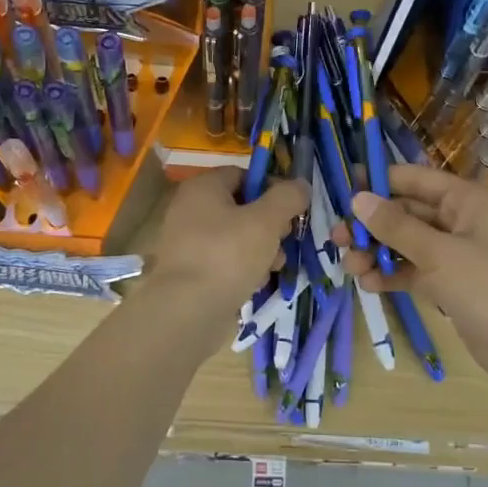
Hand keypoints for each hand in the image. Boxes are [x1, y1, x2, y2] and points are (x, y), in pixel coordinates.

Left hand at [149, 168, 307, 326]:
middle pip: (242, 207)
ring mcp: (189, 242)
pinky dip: (244, 269)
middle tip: (286, 239)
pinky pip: (226, 261)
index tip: (293, 208)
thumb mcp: (265, 221)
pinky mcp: (192, 272)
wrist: (187, 311)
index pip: (243, 174)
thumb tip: (300, 185)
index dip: (272, 187)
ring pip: (237, 237)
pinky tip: (255, 283)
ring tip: (275, 266)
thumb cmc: (227, 255)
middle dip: (270, 224)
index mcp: (203, 188)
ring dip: (262, 249)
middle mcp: (191, 210)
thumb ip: (287, 198)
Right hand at [338, 165, 487, 396]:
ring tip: (350, 268)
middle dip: (371, 225)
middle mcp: (458, 222)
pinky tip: (370, 285)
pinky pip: (414, 273)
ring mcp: (455, 257)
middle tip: (336, 240)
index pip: (412, 179)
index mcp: (463, 201)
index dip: (376, 182)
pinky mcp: (451, 287)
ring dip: (377, 253)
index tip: (340, 191)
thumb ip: (396, 227)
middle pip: (405, 213)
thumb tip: (358, 199)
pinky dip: (393, 276)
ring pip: (406, 245)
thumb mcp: (439, 253)